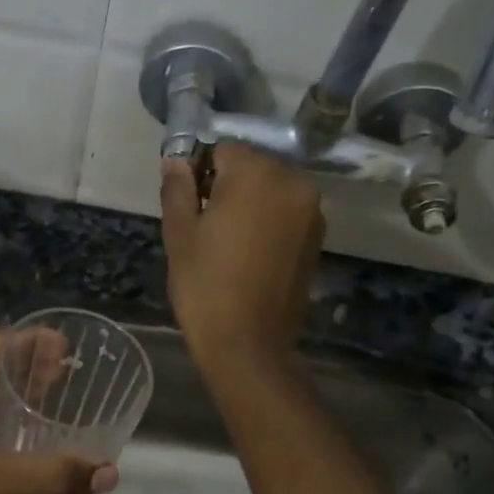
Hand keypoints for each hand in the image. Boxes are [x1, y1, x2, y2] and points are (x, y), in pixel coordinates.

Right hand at [161, 142, 323, 371]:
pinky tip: (249, 251)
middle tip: (205, 223)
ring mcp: (311, 211)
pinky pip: (286, 211)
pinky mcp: (317, 236)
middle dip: (227, 183)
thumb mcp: (180, 233)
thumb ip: (178, 187)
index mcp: (257, 174)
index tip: (188, 202)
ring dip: (249, 201)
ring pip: (270, 188)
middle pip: (251, 165)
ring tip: (227, 240)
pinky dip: (268, 219)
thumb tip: (176, 160)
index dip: (199, 171)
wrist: (248, 344)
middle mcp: (293, 182)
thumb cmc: (205, 285)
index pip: (222, 149)